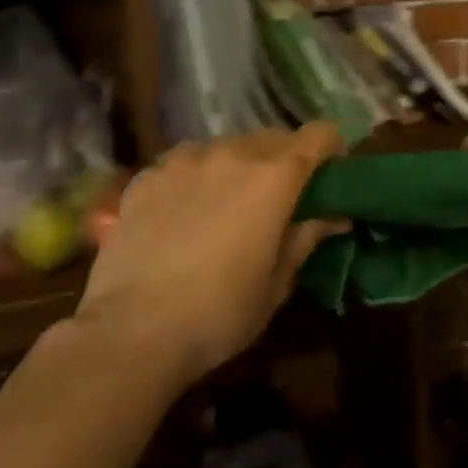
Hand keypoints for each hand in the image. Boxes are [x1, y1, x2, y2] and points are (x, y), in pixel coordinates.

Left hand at [73, 125, 344, 385]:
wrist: (132, 332)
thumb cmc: (220, 313)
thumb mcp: (277, 282)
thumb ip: (306, 237)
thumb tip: (334, 217)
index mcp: (274, 177)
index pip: (319, 135)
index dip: (331, 149)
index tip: (330, 175)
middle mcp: (232, 154)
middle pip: (274, 137)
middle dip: (286, 159)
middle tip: (282, 197)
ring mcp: (184, 160)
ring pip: (227, 146)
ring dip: (240, 165)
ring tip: (229, 202)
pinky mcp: (147, 176)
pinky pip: (186, 162)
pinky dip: (197, 176)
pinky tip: (186, 212)